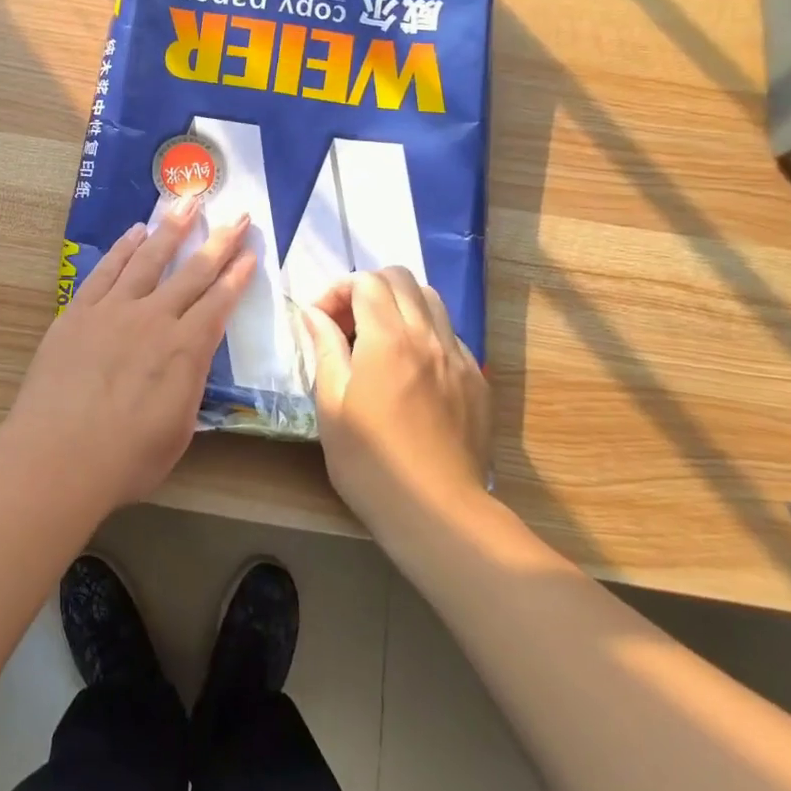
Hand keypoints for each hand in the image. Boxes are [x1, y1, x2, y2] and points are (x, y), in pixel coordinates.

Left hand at [0, 198, 257, 511]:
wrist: (57, 456)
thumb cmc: (125, 458)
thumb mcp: (178, 431)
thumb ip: (188, 387)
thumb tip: (190, 362)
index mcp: (185, 350)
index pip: (219, 303)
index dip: (237, 276)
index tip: (250, 252)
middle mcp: (154, 319)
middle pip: (192, 271)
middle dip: (219, 241)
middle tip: (236, 215)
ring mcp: (113, 310)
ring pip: (148, 259)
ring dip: (170, 229)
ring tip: (186, 203)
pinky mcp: (78, 312)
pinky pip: (106, 270)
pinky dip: (123, 248)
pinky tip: (134, 232)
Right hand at [301, 267, 492, 530]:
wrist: (438, 511)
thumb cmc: (370, 462)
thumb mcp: (331, 405)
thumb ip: (325, 349)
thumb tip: (314, 313)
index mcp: (388, 340)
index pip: (365, 281)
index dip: (337, 290)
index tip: (320, 319)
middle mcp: (428, 337)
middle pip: (401, 279)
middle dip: (367, 288)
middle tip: (346, 323)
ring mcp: (458, 357)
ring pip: (430, 300)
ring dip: (398, 304)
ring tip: (377, 338)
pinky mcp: (476, 380)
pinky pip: (448, 334)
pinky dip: (423, 332)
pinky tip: (408, 368)